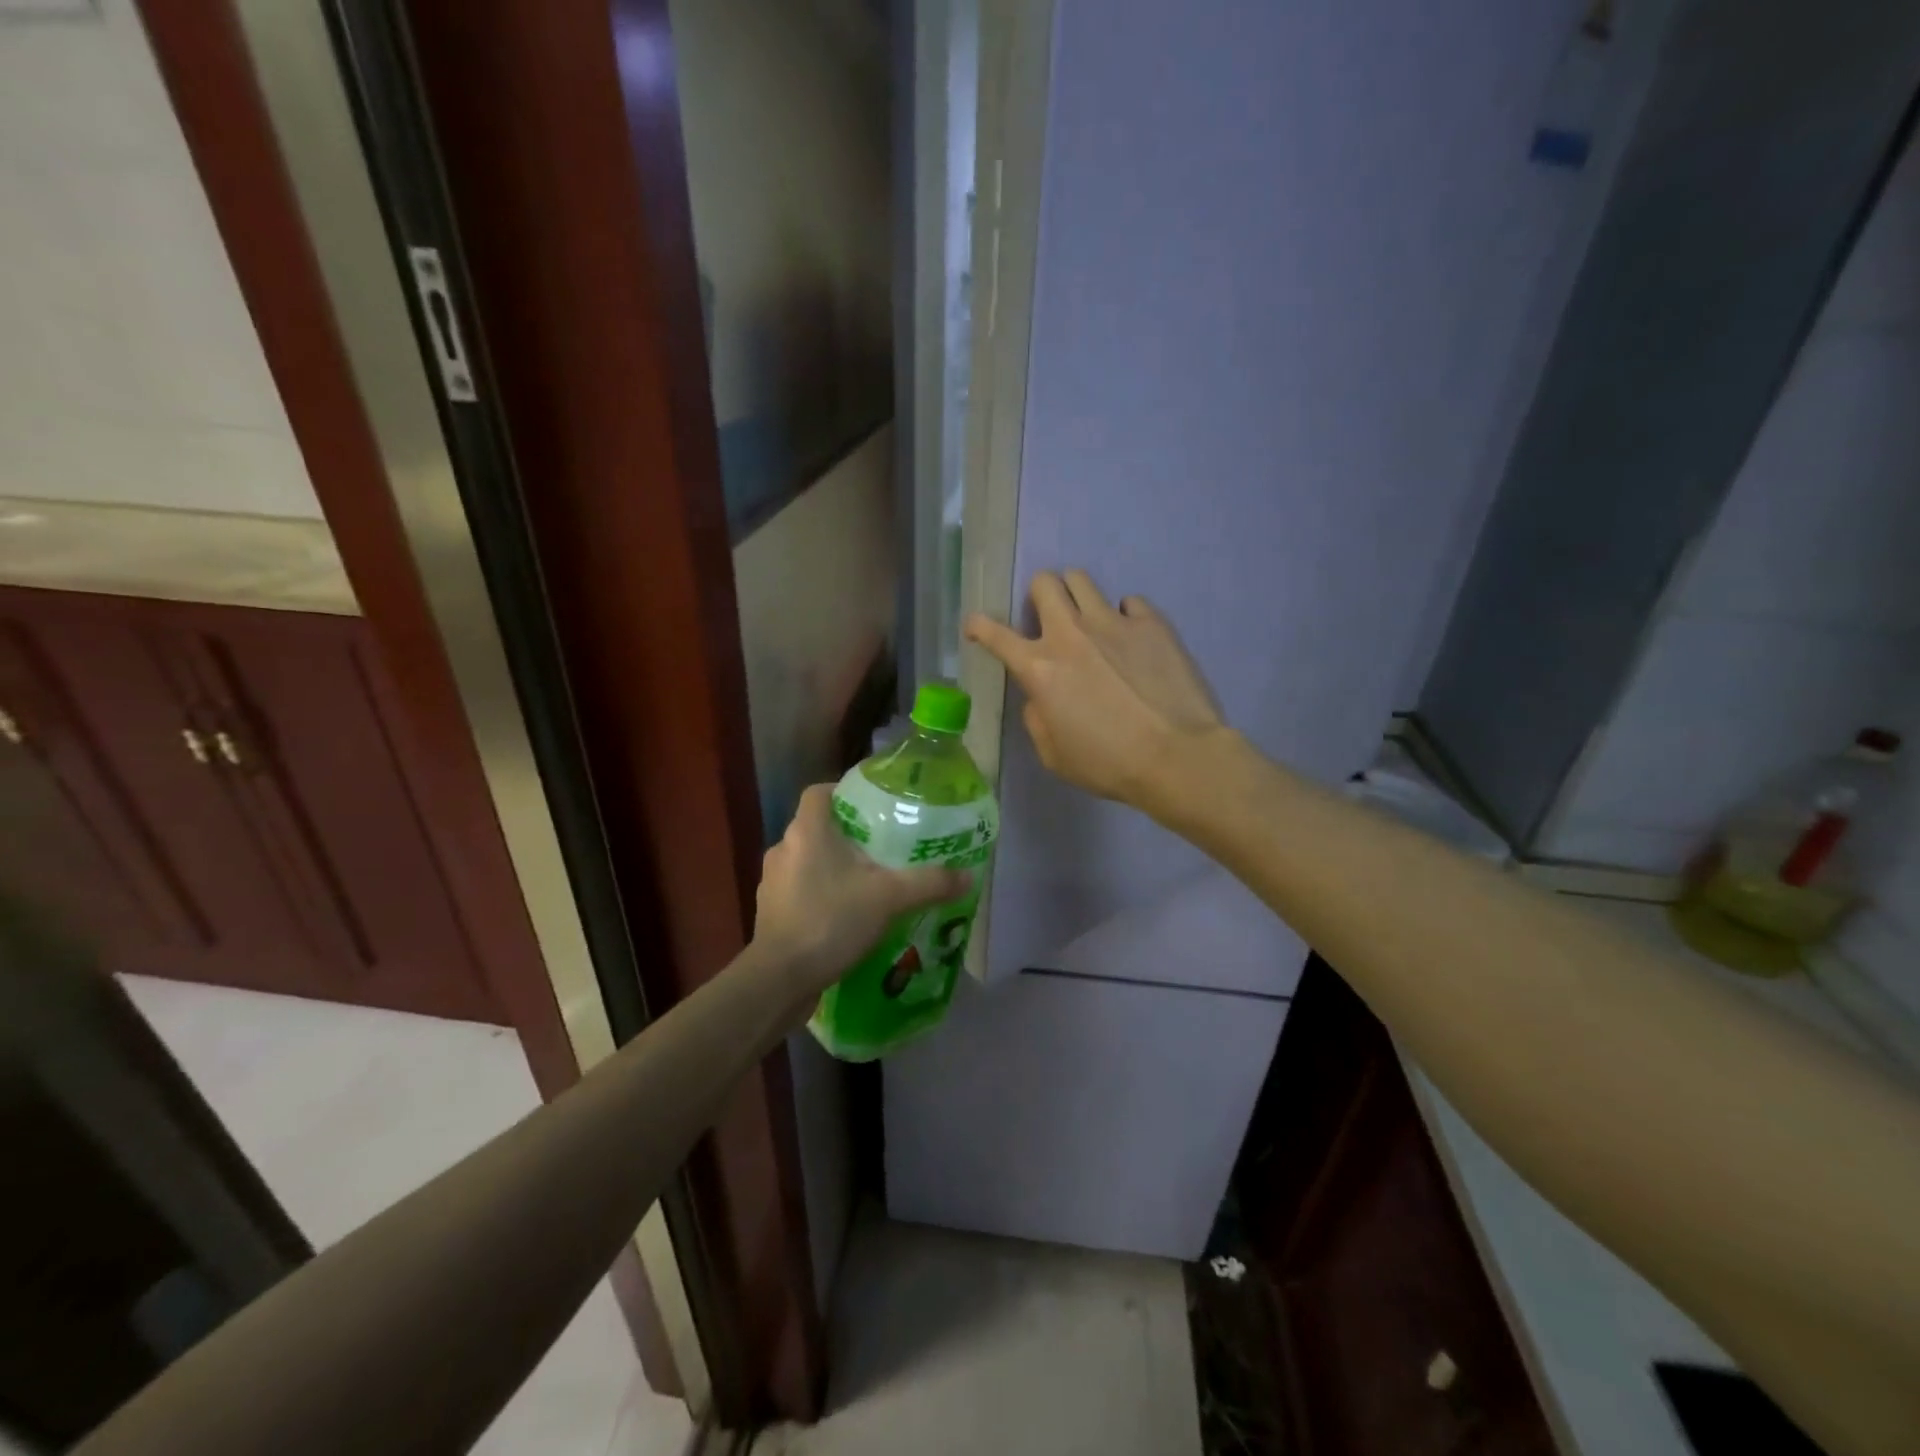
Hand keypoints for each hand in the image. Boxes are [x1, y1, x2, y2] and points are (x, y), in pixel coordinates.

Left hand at [753, 785, 969, 998]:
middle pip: (818, 827)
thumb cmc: (830, 921)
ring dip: (834, 867)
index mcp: (807, 831)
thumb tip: (967, 875)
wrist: (780, 979)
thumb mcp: (890, 898)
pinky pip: (800, 890)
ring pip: (808, 860)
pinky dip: (822, 894)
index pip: (820, 792)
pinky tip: (847, 915)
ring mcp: (772, 882)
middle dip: (849, 835)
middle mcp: (784, 848)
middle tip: (883, 847)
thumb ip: (929, 883)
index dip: (844, 792)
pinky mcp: (770, 911)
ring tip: (869, 883)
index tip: (873, 806)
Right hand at [966, 569, 1225, 806]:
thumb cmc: (1109, 765)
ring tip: (1089, 619)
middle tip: (1049, 618)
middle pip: (1044, 583)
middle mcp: (1070, 634)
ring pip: (1082, 579)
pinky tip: (1133, 639)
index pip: (995, 634)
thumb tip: (1040, 697)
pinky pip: (1129, 601)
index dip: (978, 625)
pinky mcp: (1151, 623)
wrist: (1177, 756)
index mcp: (1039, 669)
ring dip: (1077, 595)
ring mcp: (1113, 622)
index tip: (976, 625)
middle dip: (1039, 595)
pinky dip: (1125, 616)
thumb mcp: (1054, 756)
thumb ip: (1037, 719)